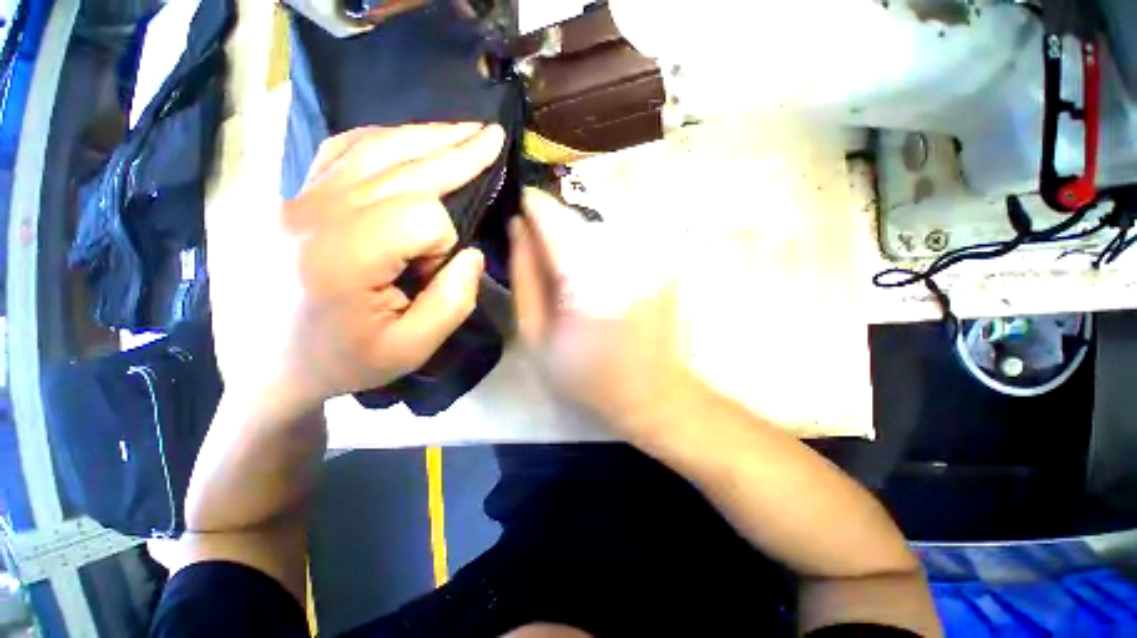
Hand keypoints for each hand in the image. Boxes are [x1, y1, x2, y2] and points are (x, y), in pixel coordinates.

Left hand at [213, 123, 504, 418]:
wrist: (268, 367)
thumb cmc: (343, 362)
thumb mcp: (412, 347)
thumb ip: (453, 300)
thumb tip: (470, 253)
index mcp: (345, 257)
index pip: (421, 217)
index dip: (444, 241)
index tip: (432, 271)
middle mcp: (317, 215)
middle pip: (403, 167)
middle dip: (456, 152)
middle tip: (492, 134)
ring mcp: (299, 199)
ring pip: (374, 148)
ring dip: (426, 137)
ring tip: (462, 130)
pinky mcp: (294, 197)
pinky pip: (341, 150)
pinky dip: (383, 139)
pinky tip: (407, 137)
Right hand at [509, 188, 694, 439]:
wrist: (651, 392)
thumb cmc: (588, 375)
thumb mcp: (537, 337)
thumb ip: (525, 277)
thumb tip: (517, 227)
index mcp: (587, 278)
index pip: (553, 216)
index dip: (532, 206)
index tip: (518, 209)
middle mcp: (622, 256)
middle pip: (577, 218)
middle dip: (553, 227)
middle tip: (542, 254)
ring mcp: (648, 255)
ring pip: (598, 227)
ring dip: (577, 240)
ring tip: (570, 274)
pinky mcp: (661, 260)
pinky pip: (619, 239)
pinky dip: (599, 250)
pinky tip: (596, 279)